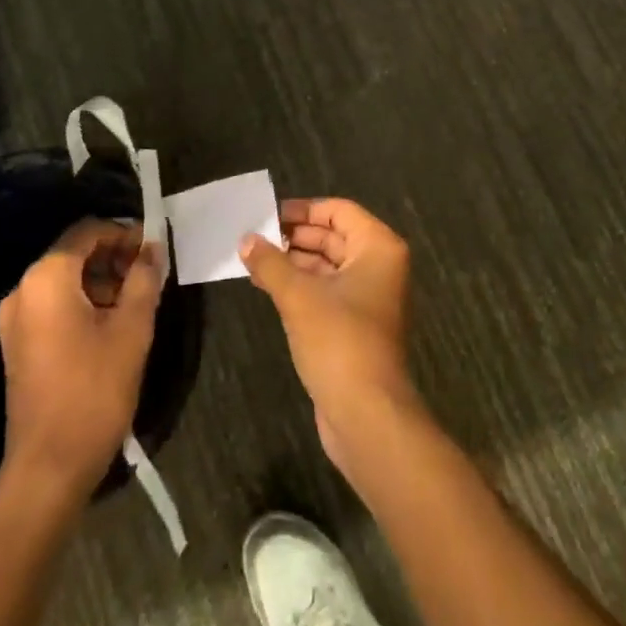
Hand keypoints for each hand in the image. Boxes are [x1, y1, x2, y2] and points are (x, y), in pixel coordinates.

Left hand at [0, 219, 163, 499]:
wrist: (48, 467)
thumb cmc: (94, 390)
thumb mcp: (132, 328)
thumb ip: (145, 278)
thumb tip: (153, 248)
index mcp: (46, 278)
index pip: (88, 231)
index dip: (124, 234)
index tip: (154, 250)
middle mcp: (23, 290)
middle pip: (73, 253)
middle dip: (114, 258)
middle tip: (149, 276)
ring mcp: (14, 320)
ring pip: (64, 280)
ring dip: (101, 281)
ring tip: (136, 302)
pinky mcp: (16, 345)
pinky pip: (52, 305)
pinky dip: (82, 302)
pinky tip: (111, 324)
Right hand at [240, 198, 419, 478]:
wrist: (366, 415)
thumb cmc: (339, 341)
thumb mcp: (298, 296)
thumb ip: (270, 263)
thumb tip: (245, 239)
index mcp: (378, 247)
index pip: (338, 211)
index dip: (303, 209)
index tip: (267, 215)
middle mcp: (379, 266)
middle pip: (333, 236)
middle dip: (294, 236)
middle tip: (254, 237)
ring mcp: (369, 297)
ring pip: (327, 265)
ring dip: (293, 262)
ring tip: (253, 259)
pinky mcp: (355, 325)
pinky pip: (326, 291)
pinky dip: (300, 285)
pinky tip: (267, 286)